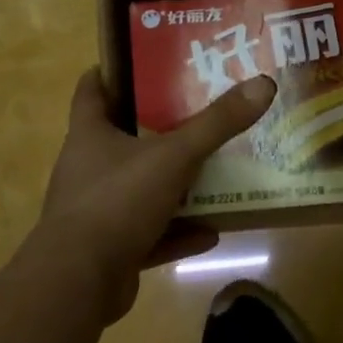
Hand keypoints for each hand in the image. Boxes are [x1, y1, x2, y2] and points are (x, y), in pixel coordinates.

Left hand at [39, 68, 275, 320]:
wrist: (79, 283)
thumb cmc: (118, 201)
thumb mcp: (174, 156)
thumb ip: (217, 123)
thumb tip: (263, 84)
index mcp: (90, 135)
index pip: (93, 89)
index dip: (114, 70)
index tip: (147, 59)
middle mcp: (88, 168)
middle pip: (123, 137)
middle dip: (159, 125)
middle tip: (198, 109)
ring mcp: (98, 211)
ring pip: (140, 187)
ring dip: (173, 184)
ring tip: (213, 169)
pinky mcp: (111, 249)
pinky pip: (151, 233)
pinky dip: (178, 231)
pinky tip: (212, 231)